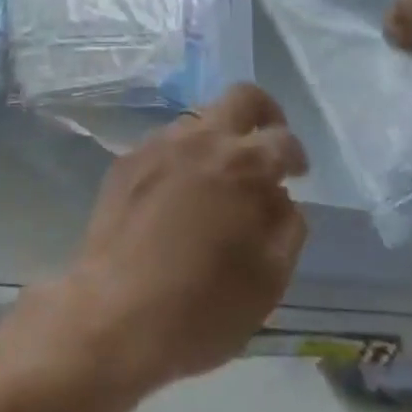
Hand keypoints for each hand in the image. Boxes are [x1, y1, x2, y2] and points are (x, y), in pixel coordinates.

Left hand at [20, 84, 308, 396]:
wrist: (114, 315)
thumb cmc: (202, 308)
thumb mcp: (267, 284)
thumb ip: (287, 229)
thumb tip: (282, 198)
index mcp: (245, 165)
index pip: (283, 139)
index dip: (296, 155)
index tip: (297, 173)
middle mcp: (204, 139)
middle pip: (243, 97)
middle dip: (264, 112)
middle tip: (266, 144)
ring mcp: (162, 143)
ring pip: (200, 118)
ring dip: (218, 137)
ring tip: (218, 178)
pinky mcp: (129, 158)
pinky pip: (166, 143)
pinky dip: (183, 158)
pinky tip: (177, 195)